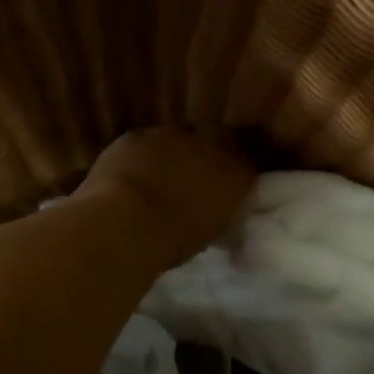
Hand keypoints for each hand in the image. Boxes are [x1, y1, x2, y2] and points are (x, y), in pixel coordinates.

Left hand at [76, 128, 255, 265]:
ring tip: (158, 182)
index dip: (232, 174)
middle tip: (191, 184)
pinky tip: (129, 177)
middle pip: (212, 144)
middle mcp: (211, 144)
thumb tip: (221, 216)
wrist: (129, 221)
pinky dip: (140, 156)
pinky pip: (144, 143)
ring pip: (177, 141)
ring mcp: (173, 134)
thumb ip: (220, 214)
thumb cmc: (177, 238)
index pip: (245, 164)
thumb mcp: (212, 233)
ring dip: (172, 156)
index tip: (223, 190)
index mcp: (237, 172)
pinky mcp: (137, 135)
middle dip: (204, 159)